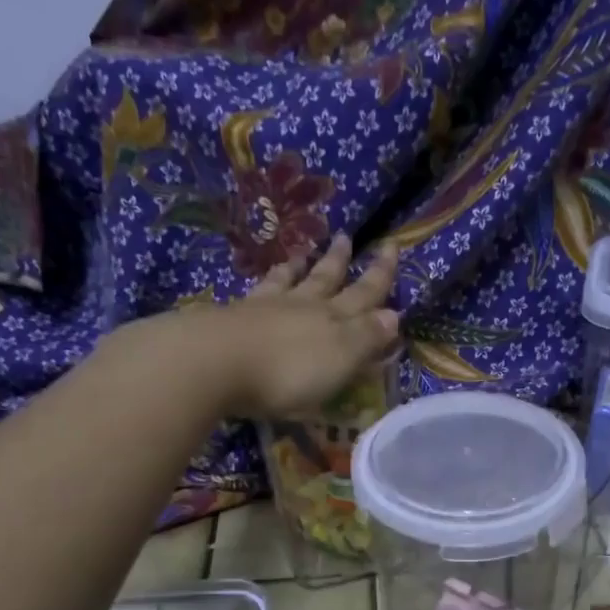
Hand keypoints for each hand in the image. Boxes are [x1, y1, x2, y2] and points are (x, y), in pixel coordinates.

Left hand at [215, 234, 401, 419]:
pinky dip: (267, 282)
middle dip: (341, 262)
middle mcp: (302, 307)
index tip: (392, 247)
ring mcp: (265, 309)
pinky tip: (262, 281)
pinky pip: (258, 292)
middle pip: (326, 280)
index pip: (365, 294)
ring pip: (290, 281)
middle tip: (347, 237)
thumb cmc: (287, 371)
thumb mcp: (339, 359)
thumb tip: (394, 315)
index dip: (381, 275)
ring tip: (304, 253)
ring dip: (300, 267)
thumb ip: (366, 337)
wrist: (215, 363)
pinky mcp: (233, 318)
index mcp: (334, 320)